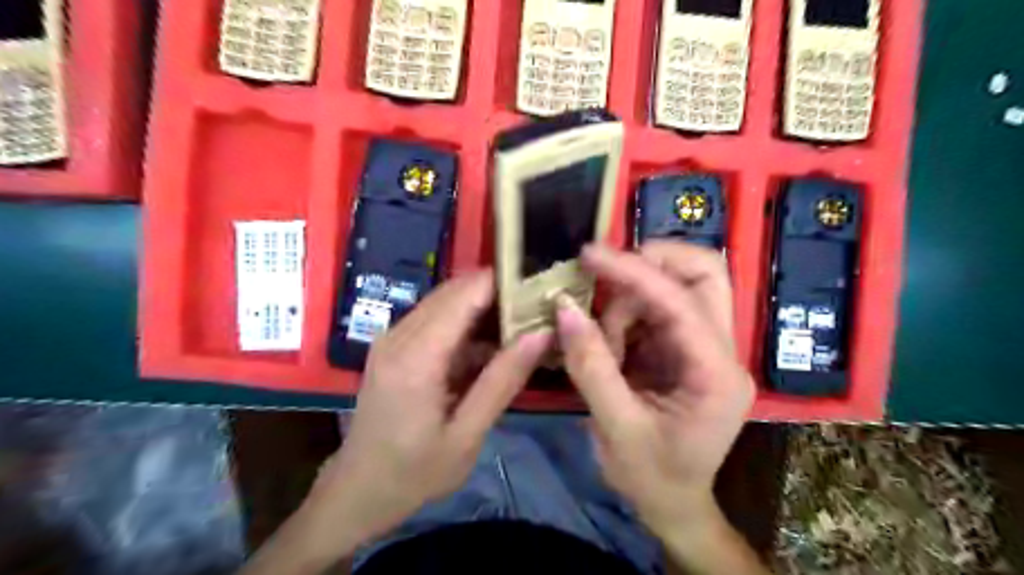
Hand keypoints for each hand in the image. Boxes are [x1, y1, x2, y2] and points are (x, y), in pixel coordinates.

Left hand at [312, 272, 551, 545]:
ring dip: (484, 308)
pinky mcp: (393, 345)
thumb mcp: (467, 434)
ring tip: (523, 326)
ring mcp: (392, 337)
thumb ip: (503, 380)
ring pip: (447, 301)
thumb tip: (541, 333)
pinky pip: (436, 319)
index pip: (466, 293)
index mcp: (417, 356)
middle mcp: (399, 334)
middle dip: (499, 293)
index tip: (542, 289)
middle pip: (456, 290)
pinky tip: (491, 347)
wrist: (357, 491)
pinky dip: (466, 324)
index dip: (505, 282)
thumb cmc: (414, 472)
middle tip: (539, 310)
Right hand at [558, 240, 753, 534]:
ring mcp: (706, 346)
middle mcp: (722, 352)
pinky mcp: (685, 348)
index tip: (589, 255)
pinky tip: (608, 341)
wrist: (672, 503)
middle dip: (652, 262)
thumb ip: (590, 366)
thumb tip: (564, 308)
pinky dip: (627, 313)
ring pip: (678, 286)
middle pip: (705, 274)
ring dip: (631, 297)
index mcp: (717, 375)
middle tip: (604, 271)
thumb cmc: (651, 476)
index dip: (633, 272)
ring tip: (601, 338)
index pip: (681, 303)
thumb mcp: (616, 427)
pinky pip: (658, 308)